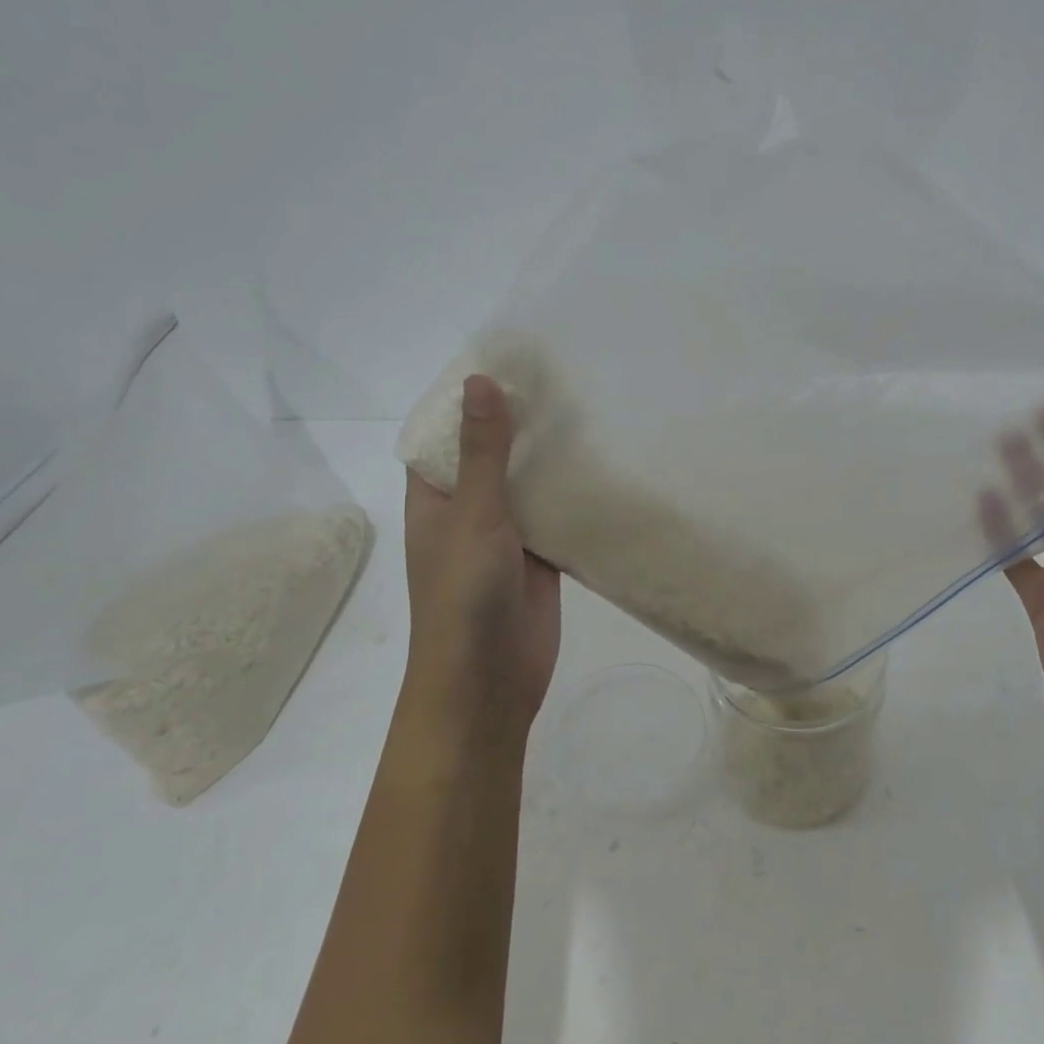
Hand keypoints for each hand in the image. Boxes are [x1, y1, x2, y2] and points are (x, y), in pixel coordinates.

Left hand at [403, 375, 561, 752]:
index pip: (446, 433)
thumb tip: (480, 381)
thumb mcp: (473, 516)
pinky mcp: (541, 557)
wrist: (489, 682)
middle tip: (564, 376)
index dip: (470, 399)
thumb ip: (483, 453)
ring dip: (551, 456)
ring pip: (529, 484)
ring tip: (591, 408)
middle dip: (521, 422)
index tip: (508, 360)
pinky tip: (607, 465)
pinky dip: (575, 494)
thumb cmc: (465, 597)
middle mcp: (469, 510)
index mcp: (436, 497)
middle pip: (493, 454)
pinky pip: (557, 515)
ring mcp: (507, 535)